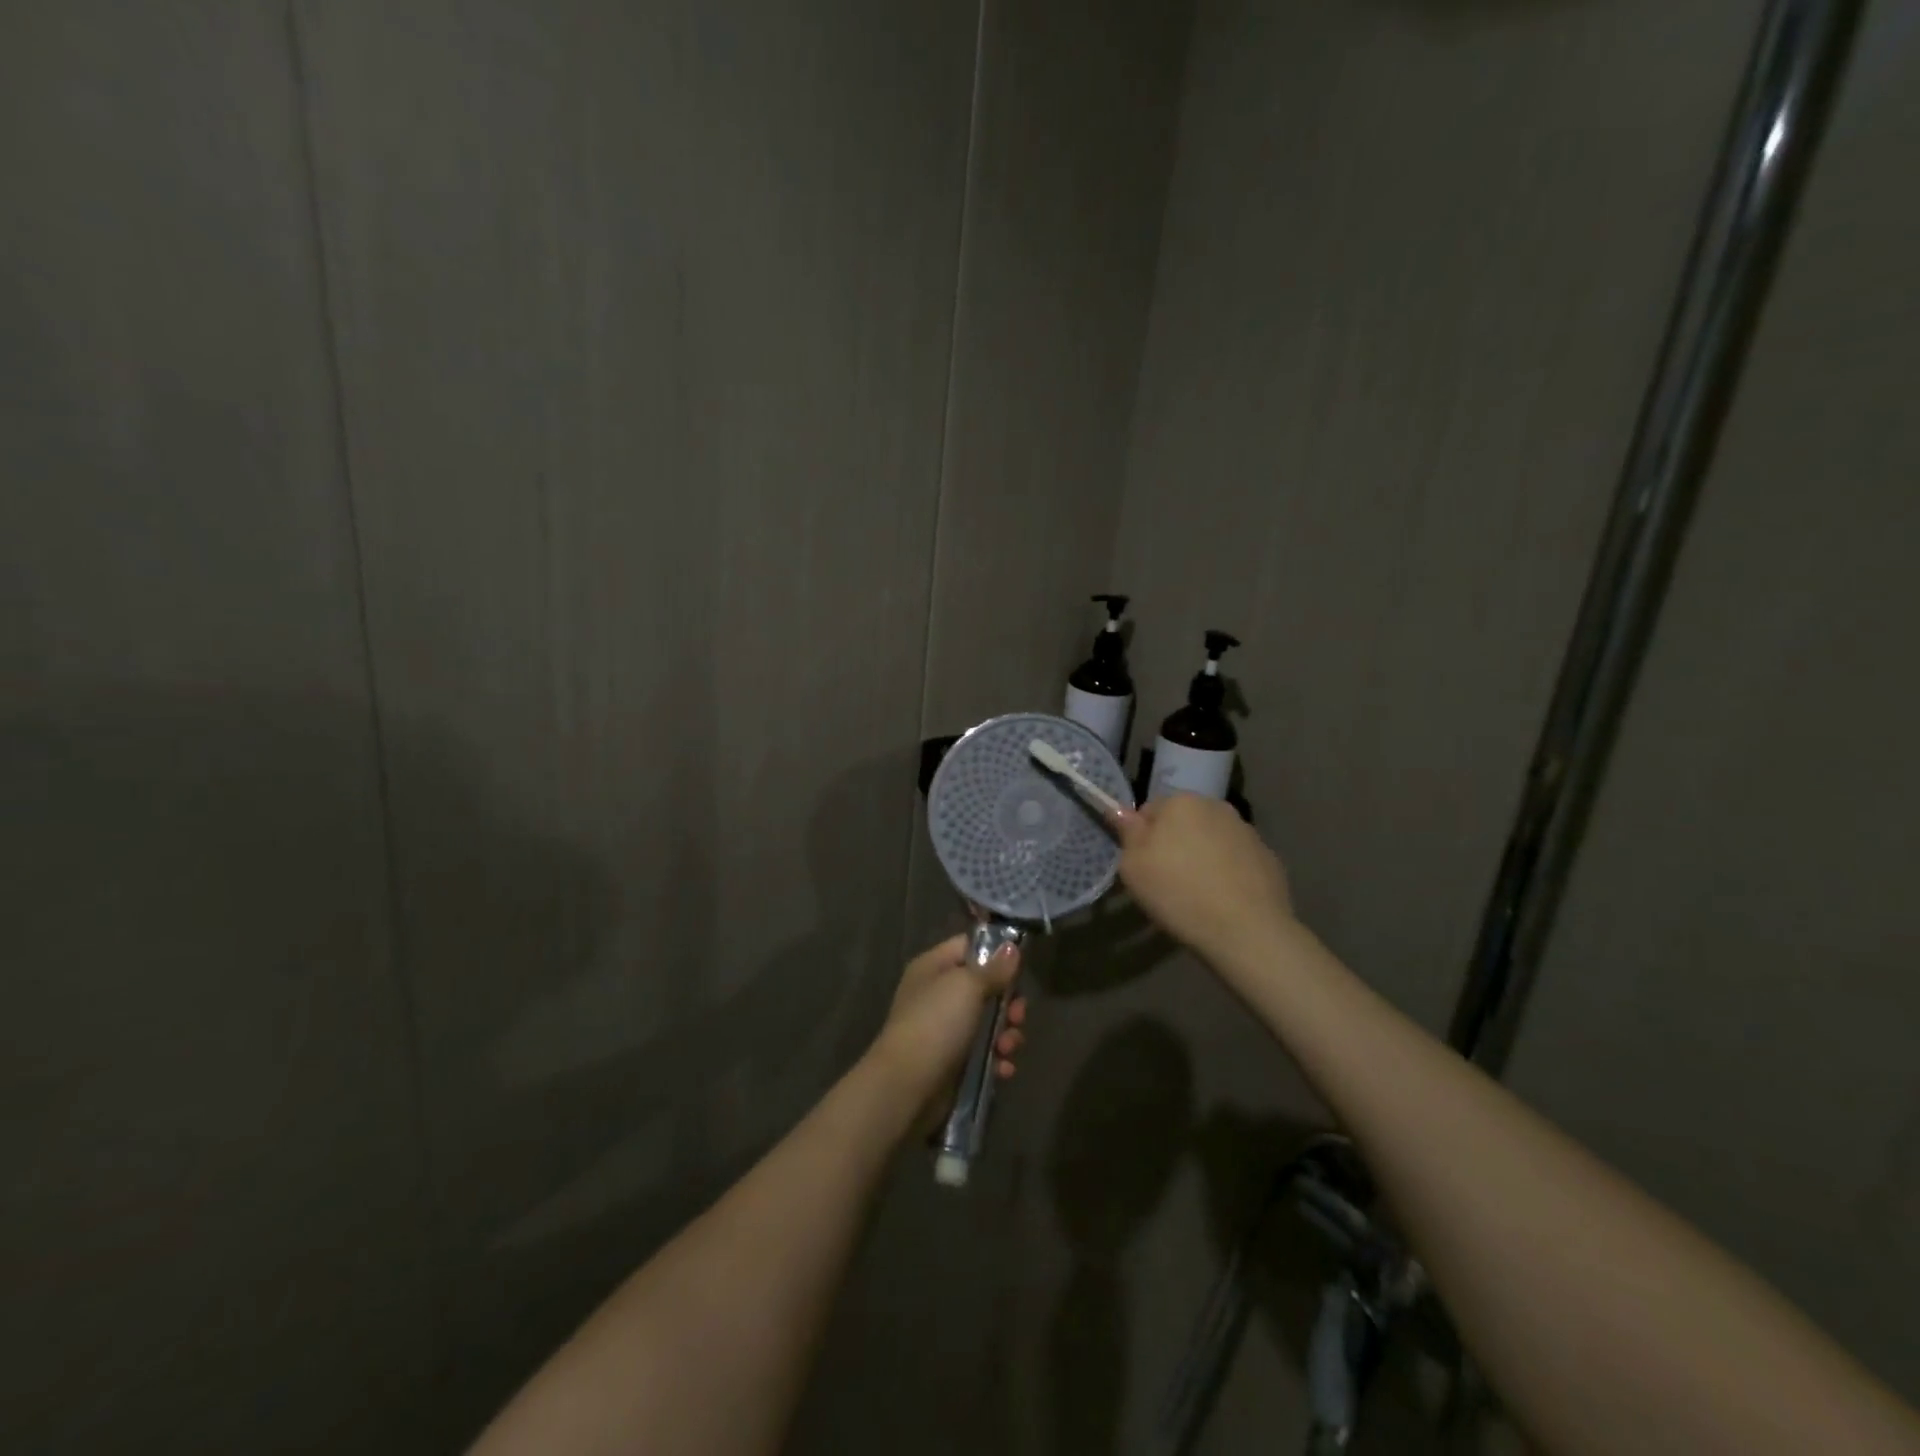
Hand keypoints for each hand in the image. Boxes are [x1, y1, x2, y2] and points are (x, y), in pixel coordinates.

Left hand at [870, 934, 1025, 1122]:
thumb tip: (1012, 948)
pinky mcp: (953, 1060)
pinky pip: (983, 1052)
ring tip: (1007, 1048)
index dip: (995, 955)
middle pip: (985, 987)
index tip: (1019, 969)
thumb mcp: (967, 987)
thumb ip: (993, 968)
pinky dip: (996, 1059)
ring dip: (1006, 1035)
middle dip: (1008, 1003)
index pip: (968, 947)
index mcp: (934, 967)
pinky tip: (1003, 1068)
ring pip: (988, 1022)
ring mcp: (944, 1029)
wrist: (907, 1084)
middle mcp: (938, 994)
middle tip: (1017, 1016)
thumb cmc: (936, 1023)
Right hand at [1114, 794, 1295, 962]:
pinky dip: (1228, 872)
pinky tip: (1224, 900)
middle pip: (1184, 821)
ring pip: (1212, 839)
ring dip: (1202, 856)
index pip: (1149, 810)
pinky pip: (1236, 860)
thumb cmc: (1178, 893)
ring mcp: (1247, 831)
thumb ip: (1127, 833)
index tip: (1144, 865)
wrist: (1246, 930)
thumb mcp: (1134, 866)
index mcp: (1181, 802)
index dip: (1142, 837)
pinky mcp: (1269, 857)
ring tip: (1198, 893)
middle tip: (1167, 880)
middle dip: (1175, 842)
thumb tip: (1120, 812)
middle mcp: (1217, 806)